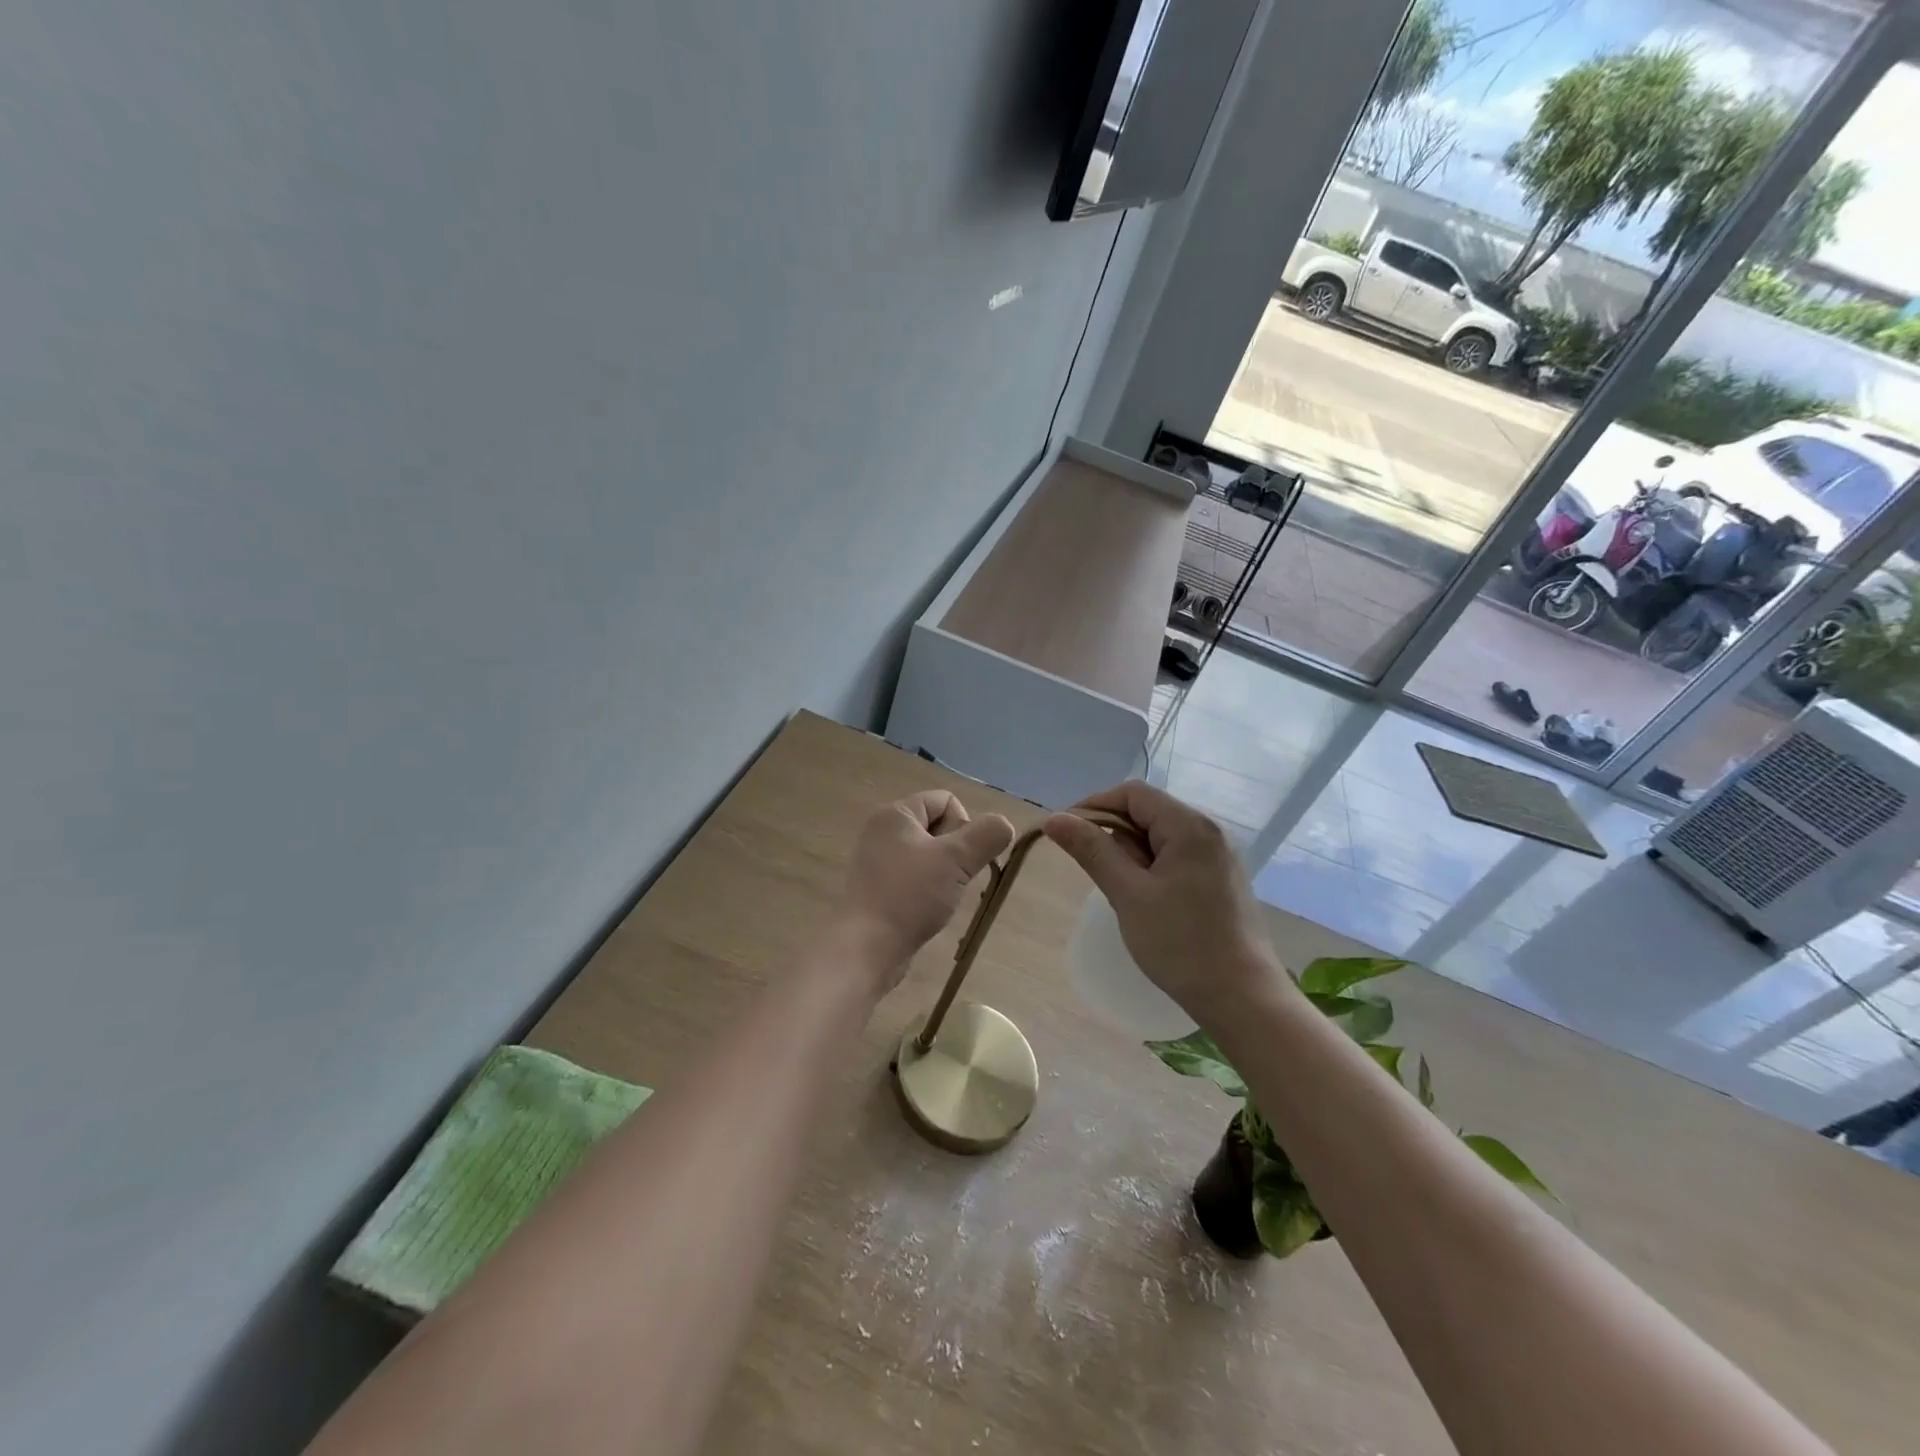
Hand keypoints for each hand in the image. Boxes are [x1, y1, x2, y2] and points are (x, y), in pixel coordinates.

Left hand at [837, 791, 1015, 986]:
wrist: (867, 947)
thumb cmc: (910, 895)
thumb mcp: (957, 860)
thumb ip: (987, 835)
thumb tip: (1004, 825)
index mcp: (896, 813)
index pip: (946, 800)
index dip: (963, 826)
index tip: (960, 858)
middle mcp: (882, 830)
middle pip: (938, 827)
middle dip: (955, 852)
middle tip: (952, 879)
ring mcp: (876, 860)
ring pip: (928, 854)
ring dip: (944, 873)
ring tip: (939, 897)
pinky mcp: (876, 887)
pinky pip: (913, 876)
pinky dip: (926, 889)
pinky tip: (926, 910)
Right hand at [1043, 781, 1286, 1023]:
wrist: (1241, 998)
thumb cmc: (1180, 943)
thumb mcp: (1127, 894)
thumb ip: (1091, 850)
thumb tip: (1054, 818)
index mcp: (1189, 826)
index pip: (1133, 793)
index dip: (1095, 806)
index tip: (1068, 836)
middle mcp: (1209, 831)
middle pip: (1148, 812)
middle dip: (1115, 836)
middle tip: (1100, 876)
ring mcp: (1218, 856)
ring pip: (1160, 838)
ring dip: (1133, 857)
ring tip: (1124, 895)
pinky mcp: (1221, 879)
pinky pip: (1176, 858)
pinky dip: (1152, 870)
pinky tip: (1147, 902)